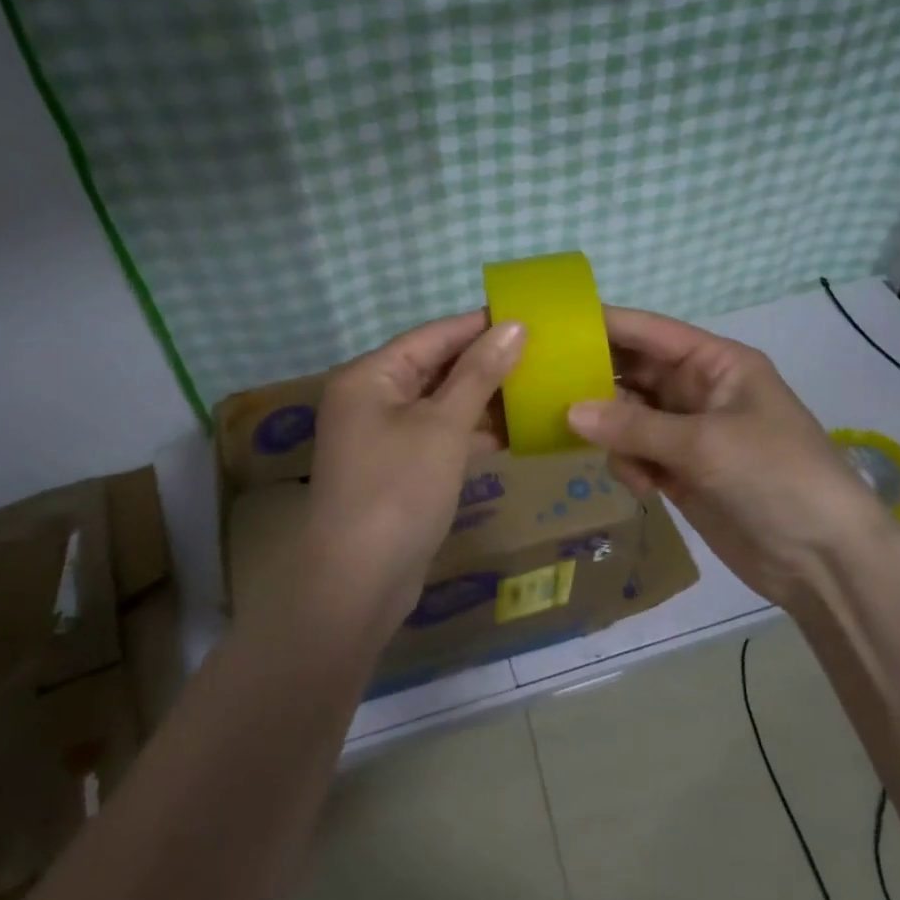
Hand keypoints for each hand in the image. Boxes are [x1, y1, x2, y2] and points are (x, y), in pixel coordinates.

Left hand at [296, 313, 525, 642]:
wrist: (359, 583)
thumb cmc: (399, 489)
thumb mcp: (443, 425)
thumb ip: (479, 373)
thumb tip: (514, 326)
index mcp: (370, 376)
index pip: (432, 335)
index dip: (479, 325)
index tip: (527, 316)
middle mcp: (371, 399)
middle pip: (434, 367)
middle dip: (485, 362)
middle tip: (540, 352)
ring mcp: (383, 437)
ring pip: (440, 404)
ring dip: (483, 398)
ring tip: (536, 385)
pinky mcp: (398, 470)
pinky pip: (439, 437)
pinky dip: (471, 432)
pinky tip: (513, 430)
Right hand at [566, 307, 887, 605]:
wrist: (825, 561)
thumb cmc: (775, 477)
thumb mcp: (705, 443)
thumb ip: (634, 425)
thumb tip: (569, 412)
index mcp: (716, 363)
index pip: (650, 332)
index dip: (604, 324)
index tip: (553, 325)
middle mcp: (698, 390)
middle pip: (633, 373)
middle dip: (598, 383)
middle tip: (548, 391)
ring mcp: (688, 433)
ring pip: (627, 417)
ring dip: (614, 434)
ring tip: (617, 458)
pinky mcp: (681, 472)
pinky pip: (636, 454)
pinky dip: (630, 466)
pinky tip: (643, 488)